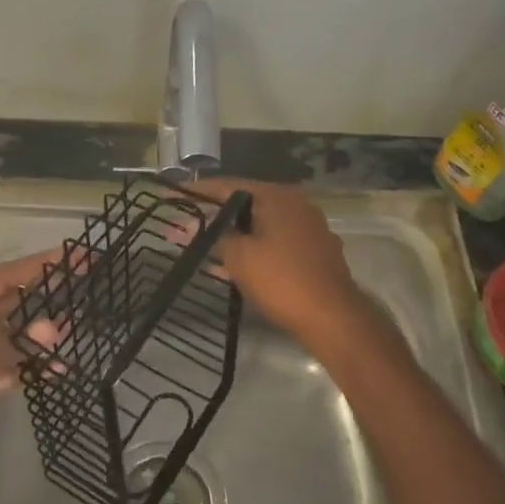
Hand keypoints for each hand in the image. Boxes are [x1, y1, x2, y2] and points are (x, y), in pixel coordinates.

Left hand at [0, 248, 58, 483]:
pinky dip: (28, 366)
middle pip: (9, 301)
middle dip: (45, 296)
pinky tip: (57, 369)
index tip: (78, 254)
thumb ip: (10, 343)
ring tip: (76, 334)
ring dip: (39, 337)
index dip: (42, 264)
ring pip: (11, 334)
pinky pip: (5, 363)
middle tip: (86, 286)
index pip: (4, 276)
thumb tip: (54, 329)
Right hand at [185, 178, 369, 350]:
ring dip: (231, 236)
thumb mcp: (239, 256)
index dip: (196, 191)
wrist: (332, 317)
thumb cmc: (281, 280)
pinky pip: (274, 243)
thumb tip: (198, 227)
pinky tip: (231, 265)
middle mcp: (296, 205)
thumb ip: (216, 236)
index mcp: (277, 196)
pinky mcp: (314, 252)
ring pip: (260, 225)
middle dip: (212, 216)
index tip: (172, 194)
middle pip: (244, 204)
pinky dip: (251, 249)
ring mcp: (308, 228)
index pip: (227, 186)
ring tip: (201, 246)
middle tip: (182, 225)